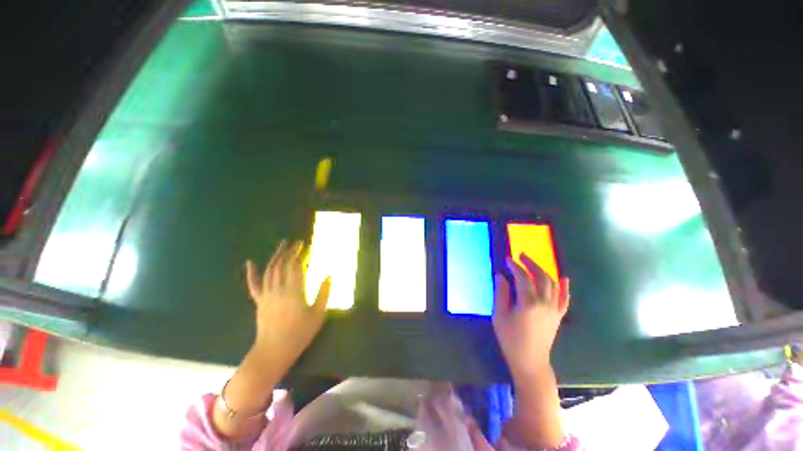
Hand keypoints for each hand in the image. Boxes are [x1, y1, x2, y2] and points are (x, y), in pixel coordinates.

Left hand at [245, 240, 330, 372]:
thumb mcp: (318, 314)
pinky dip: (251, 273)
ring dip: (276, 256)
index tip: (307, 246)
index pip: (296, 267)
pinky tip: (250, 262)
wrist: (273, 352)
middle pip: (282, 265)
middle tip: (297, 242)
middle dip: (290, 251)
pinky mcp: (259, 301)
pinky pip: (254, 285)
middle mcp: (278, 289)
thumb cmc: (300, 333)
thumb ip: (324, 293)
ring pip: (269, 270)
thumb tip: (329, 275)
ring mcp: (266, 295)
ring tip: (282, 245)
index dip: (301, 255)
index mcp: (294, 291)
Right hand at [493, 254, 569, 379]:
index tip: (507, 260)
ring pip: (553, 284)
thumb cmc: (510, 339)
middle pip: (541, 277)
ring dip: (543, 271)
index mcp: (528, 303)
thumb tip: (501, 275)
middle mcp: (545, 303)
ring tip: (532, 264)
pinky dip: (564, 287)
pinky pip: (564, 298)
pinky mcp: (558, 316)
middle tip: (521, 256)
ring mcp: (554, 310)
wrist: (530, 361)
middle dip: (531, 264)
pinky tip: (563, 278)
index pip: (523, 278)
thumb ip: (501, 293)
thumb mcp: (499, 315)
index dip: (515, 266)